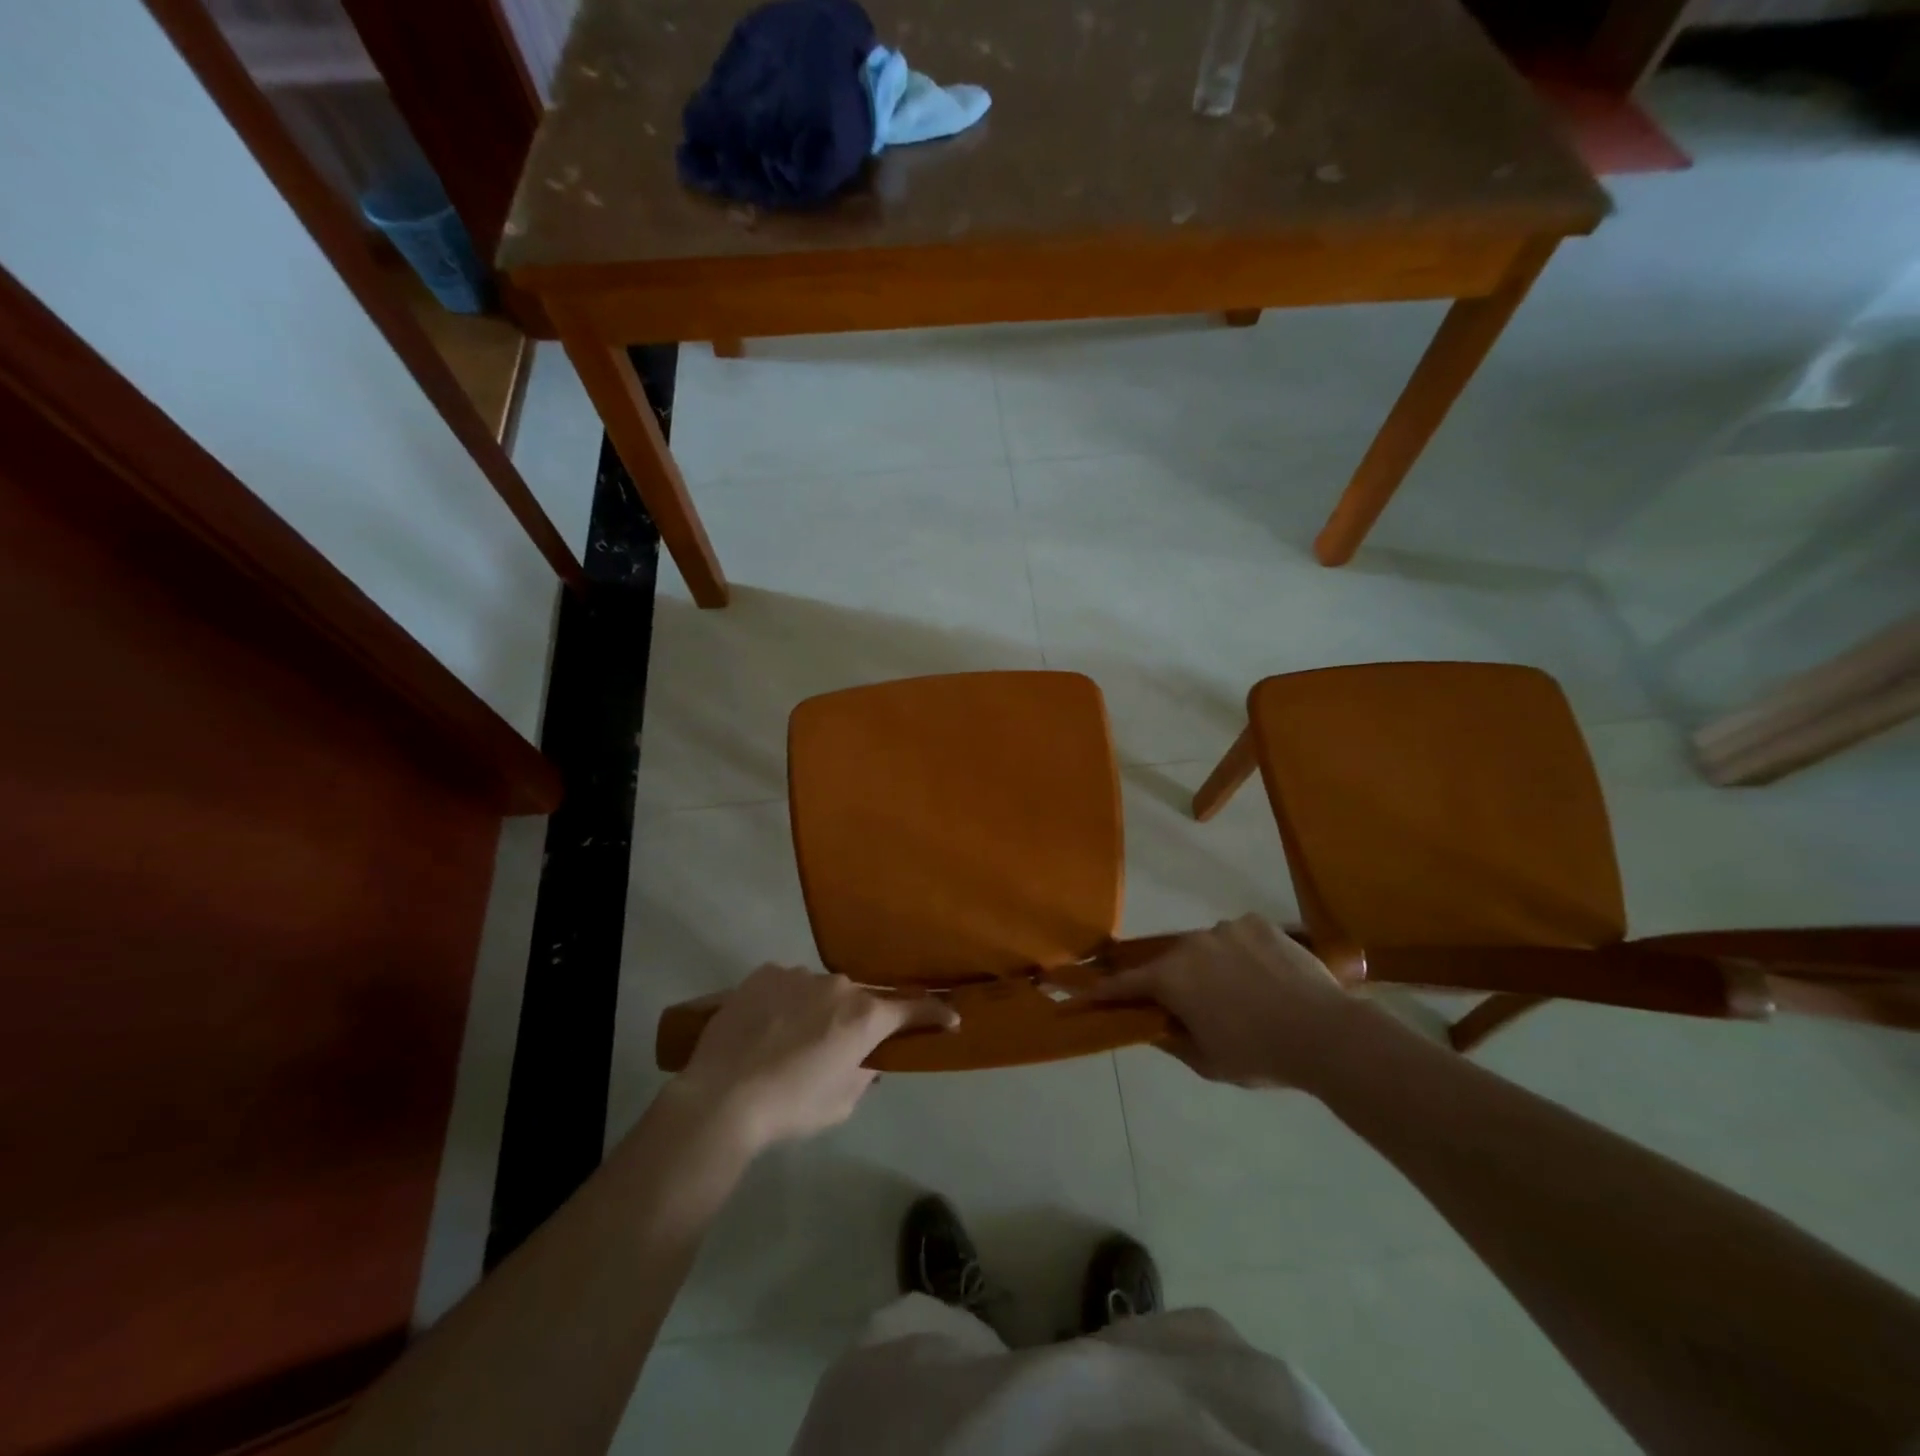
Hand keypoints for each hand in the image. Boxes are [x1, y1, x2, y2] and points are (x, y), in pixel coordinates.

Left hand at [676, 965, 957, 1151]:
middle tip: (837, 1047)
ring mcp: (800, 974)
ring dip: (818, 1009)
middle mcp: (839, 986)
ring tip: (791, 1039)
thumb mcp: (841, 1102)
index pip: (913, 1008)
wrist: (722, 1097)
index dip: (934, 1013)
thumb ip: (865, 1073)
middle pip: (861, 999)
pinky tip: (767, 1026)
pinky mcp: (765, 973)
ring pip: (821, 990)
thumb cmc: (791, 1106)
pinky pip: (787, 984)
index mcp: (865, 1017)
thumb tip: (869, 1058)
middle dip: (857, 1020)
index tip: (950, 1017)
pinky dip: (786, 1001)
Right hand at [1090, 915, 1361, 1087]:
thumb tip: (1153, 1026)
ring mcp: (1225, 928)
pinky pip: (1238, 936)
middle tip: (1194, 1007)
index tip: (1086, 991)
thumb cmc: (1259, 1054)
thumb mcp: (1207, 1061)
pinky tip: (1264, 976)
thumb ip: (1172, 1040)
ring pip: (1206, 948)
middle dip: (1174, 983)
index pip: (1126, 983)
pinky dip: (1241, 953)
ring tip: (1242, 994)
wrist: (1325, 1034)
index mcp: (1172, 977)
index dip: (1105, 989)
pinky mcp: (1257, 922)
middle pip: (1170, 963)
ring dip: (1211, 967)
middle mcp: (1190, 943)